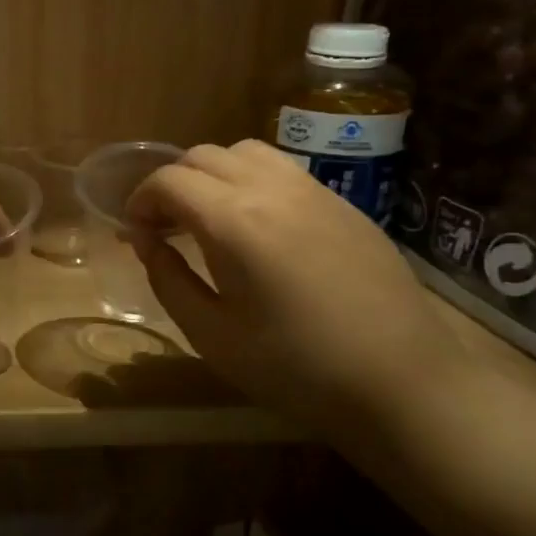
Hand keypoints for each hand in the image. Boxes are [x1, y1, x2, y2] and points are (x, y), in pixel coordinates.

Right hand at [125, 141, 469, 426]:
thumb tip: (145, 241)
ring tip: (208, 218)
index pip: (169, 180)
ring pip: (245, 152)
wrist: (401, 382)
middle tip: (164, 227)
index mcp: (234, 222)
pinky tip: (256, 225)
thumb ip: (168, 279)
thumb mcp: (211, 334)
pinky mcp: (343, 204)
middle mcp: (272, 190)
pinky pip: (283, 170)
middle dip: (171, 183)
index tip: (135, 232)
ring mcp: (314, 191)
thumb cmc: (294, 368)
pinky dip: (250, 180)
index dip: (140, 200)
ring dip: (212, 174)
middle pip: (203, 156)